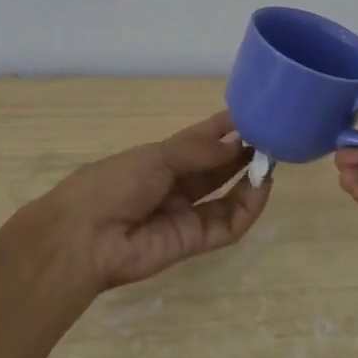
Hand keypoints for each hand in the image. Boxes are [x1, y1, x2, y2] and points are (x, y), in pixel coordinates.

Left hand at [39, 110, 271, 290]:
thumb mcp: (156, 157)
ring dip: (249, 178)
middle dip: (242, 152)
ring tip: (272, 160)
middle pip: (216, 167)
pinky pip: (226, 225)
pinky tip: (262, 187)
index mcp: (159, 159)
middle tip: (271, 137)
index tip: (253, 114)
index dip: (224, 128)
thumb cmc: (114, 184)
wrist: (85, 238)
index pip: (199, 140)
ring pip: (225, 195)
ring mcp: (184, 214)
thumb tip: (237, 142)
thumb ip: (199, 151)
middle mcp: (175, 184)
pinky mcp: (193, 242)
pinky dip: (247, 208)